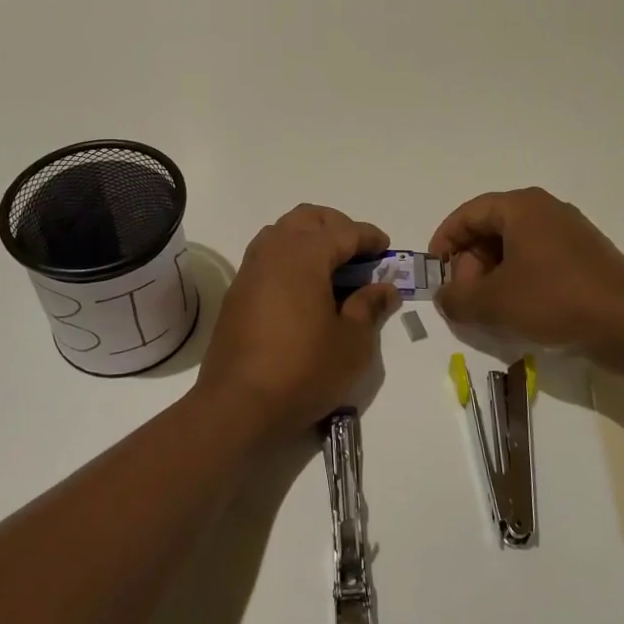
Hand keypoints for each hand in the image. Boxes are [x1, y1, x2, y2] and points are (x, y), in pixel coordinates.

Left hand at [195, 204, 397, 439]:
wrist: (238, 405)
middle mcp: (274, 250)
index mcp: (304, 254)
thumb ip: (369, 307)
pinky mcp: (238, 291)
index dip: (369, 237)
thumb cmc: (303, 370)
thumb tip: (384, 288)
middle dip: (337, 226)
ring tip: (332, 268)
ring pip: (283, 232)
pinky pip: (268, 256)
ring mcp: (250, 269)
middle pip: (308, 218)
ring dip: (310, 238)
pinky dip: (290, 258)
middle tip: (359, 252)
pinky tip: (304, 288)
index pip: (345, 231)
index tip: (386, 248)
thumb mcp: (351, 343)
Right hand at [429, 187, 623, 354]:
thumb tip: (444, 297)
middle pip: (492, 229)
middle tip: (465, 297)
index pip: (468, 214)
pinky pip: (540, 260)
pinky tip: (521, 312)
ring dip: (494, 276)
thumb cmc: (554, 301)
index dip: (444, 242)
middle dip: (471, 263)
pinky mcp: (587, 257)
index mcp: (521, 207)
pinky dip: (521, 280)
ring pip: (516, 248)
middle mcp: (546, 210)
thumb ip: (457, 299)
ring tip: (490, 310)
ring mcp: (571, 232)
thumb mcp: (493, 304)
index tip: (435, 272)